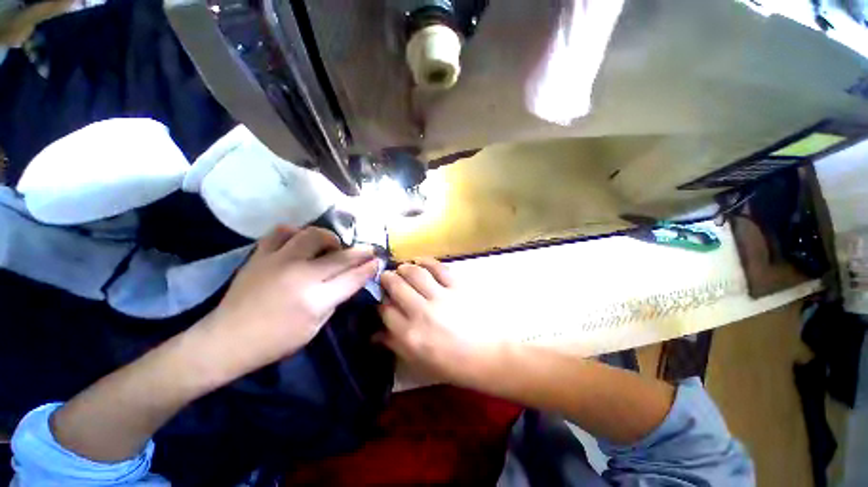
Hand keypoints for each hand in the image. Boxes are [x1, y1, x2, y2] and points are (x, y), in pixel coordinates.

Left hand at [200, 226, 378, 379]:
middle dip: (361, 252)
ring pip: (314, 235)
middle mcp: (301, 276)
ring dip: (330, 238)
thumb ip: (335, 300)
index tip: (378, 261)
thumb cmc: (275, 341)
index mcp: (316, 300)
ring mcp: (279, 261)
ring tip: (332, 246)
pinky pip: (282, 232)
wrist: (226, 339)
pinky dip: (296, 233)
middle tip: (368, 250)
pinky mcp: (260, 255)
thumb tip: (349, 280)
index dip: (369, 268)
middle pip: (340, 256)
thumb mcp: (315, 327)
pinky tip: (300, 241)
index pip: (353, 277)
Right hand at [379, 259, 499, 385]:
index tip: (382, 300)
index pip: (385, 311)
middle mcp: (422, 313)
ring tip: (402, 268)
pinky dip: (426, 261)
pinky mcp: (458, 286)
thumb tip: (375, 334)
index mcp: (411, 336)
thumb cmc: (456, 365)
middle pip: (396, 287)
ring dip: (404, 268)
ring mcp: (441, 297)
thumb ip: (396, 346)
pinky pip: (438, 267)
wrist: (492, 355)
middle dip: (387, 279)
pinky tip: (420, 261)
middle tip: (387, 277)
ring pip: (414, 273)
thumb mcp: (421, 363)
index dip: (381, 303)